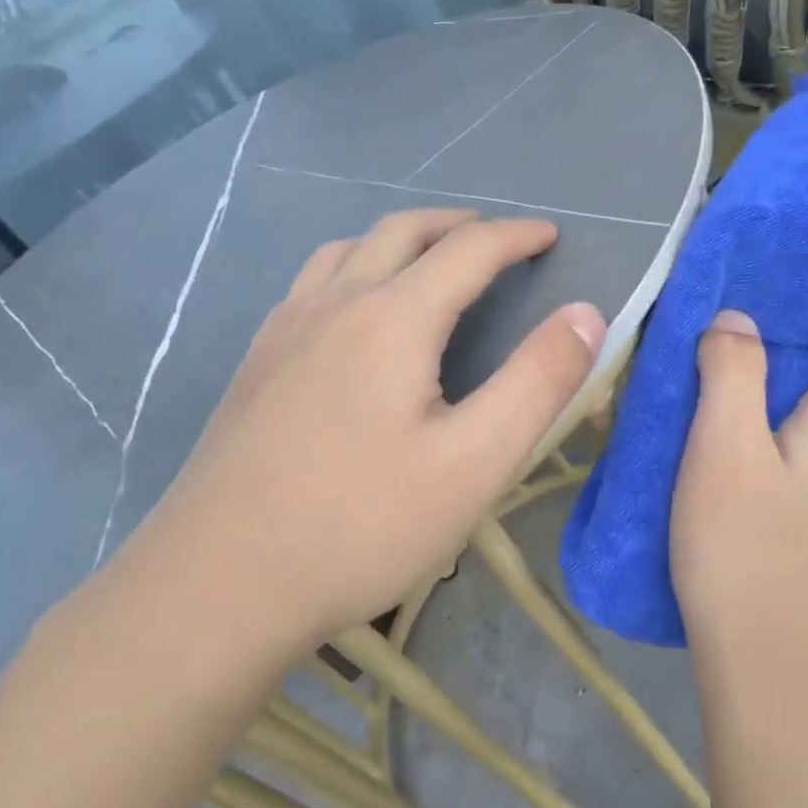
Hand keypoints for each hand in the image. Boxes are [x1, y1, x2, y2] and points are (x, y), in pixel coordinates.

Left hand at [110, 209, 606, 657]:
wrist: (221, 583)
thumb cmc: (363, 525)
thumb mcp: (475, 462)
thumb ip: (538, 382)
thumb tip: (586, 313)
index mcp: (393, 318)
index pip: (468, 250)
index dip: (516, 237)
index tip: (549, 236)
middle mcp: (334, 304)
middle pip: (401, 232)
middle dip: (457, 225)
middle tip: (495, 239)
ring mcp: (284, 331)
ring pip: (347, 250)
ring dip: (399, 239)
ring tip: (429, 260)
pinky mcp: (255, 364)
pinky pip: (311, 284)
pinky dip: (352, 268)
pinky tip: (353, 311)